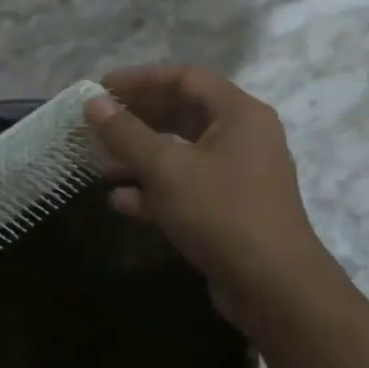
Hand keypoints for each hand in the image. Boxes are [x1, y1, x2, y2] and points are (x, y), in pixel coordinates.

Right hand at [85, 65, 332, 324]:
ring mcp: (238, 175)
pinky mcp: (230, 209)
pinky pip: (187, 185)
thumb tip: (93, 103)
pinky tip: (119, 200)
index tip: (101, 89)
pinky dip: (154, 188)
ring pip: (181, 151)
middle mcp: (243, 137)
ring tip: (100, 160)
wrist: (275, 290)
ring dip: (140, 154)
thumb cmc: (221, 213)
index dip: (140, 79)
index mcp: (238, 114)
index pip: (185, 77)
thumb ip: (126, 133)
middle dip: (136, 117)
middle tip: (97, 122)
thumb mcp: (165, 169)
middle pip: (182, 112)